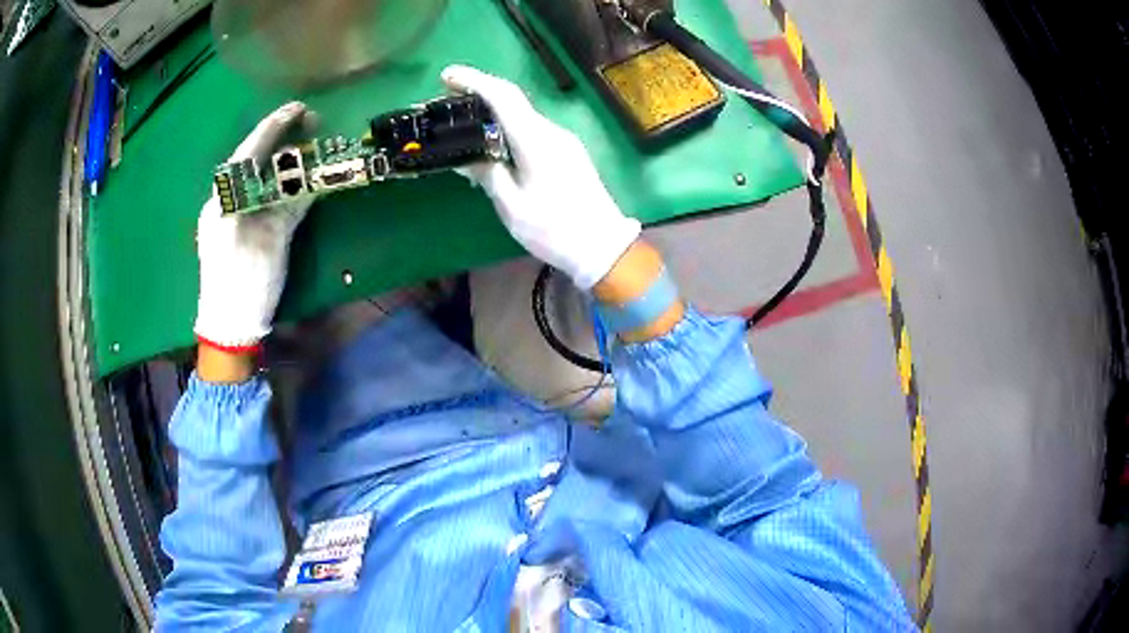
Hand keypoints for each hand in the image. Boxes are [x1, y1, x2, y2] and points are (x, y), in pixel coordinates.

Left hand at [194, 102, 316, 351]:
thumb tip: (312, 177)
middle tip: (307, 123)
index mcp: (225, 200)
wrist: (227, 326)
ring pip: (248, 176)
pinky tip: (282, 178)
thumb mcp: (273, 240)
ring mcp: (221, 216)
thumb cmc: (248, 283)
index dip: (276, 127)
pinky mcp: (225, 230)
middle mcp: (220, 201)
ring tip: (299, 146)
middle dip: (276, 138)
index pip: (251, 152)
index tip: (300, 108)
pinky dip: (267, 183)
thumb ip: (290, 204)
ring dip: (273, 159)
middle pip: (249, 159)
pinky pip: (247, 195)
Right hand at [441, 65, 640, 289]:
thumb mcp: (512, 206)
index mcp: (536, 140)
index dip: (474, 81)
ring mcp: (563, 141)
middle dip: (479, 94)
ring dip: (493, 112)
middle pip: (512, 102)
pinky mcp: (567, 153)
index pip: (503, 97)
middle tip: (449, 99)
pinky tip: (492, 144)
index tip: (447, 76)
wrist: (602, 246)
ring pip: (522, 116)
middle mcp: (551, 132)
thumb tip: (468, 157)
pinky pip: (532, 131)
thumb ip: (488, 174)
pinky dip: (507, 128)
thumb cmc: (554, 229)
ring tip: (464, 123)